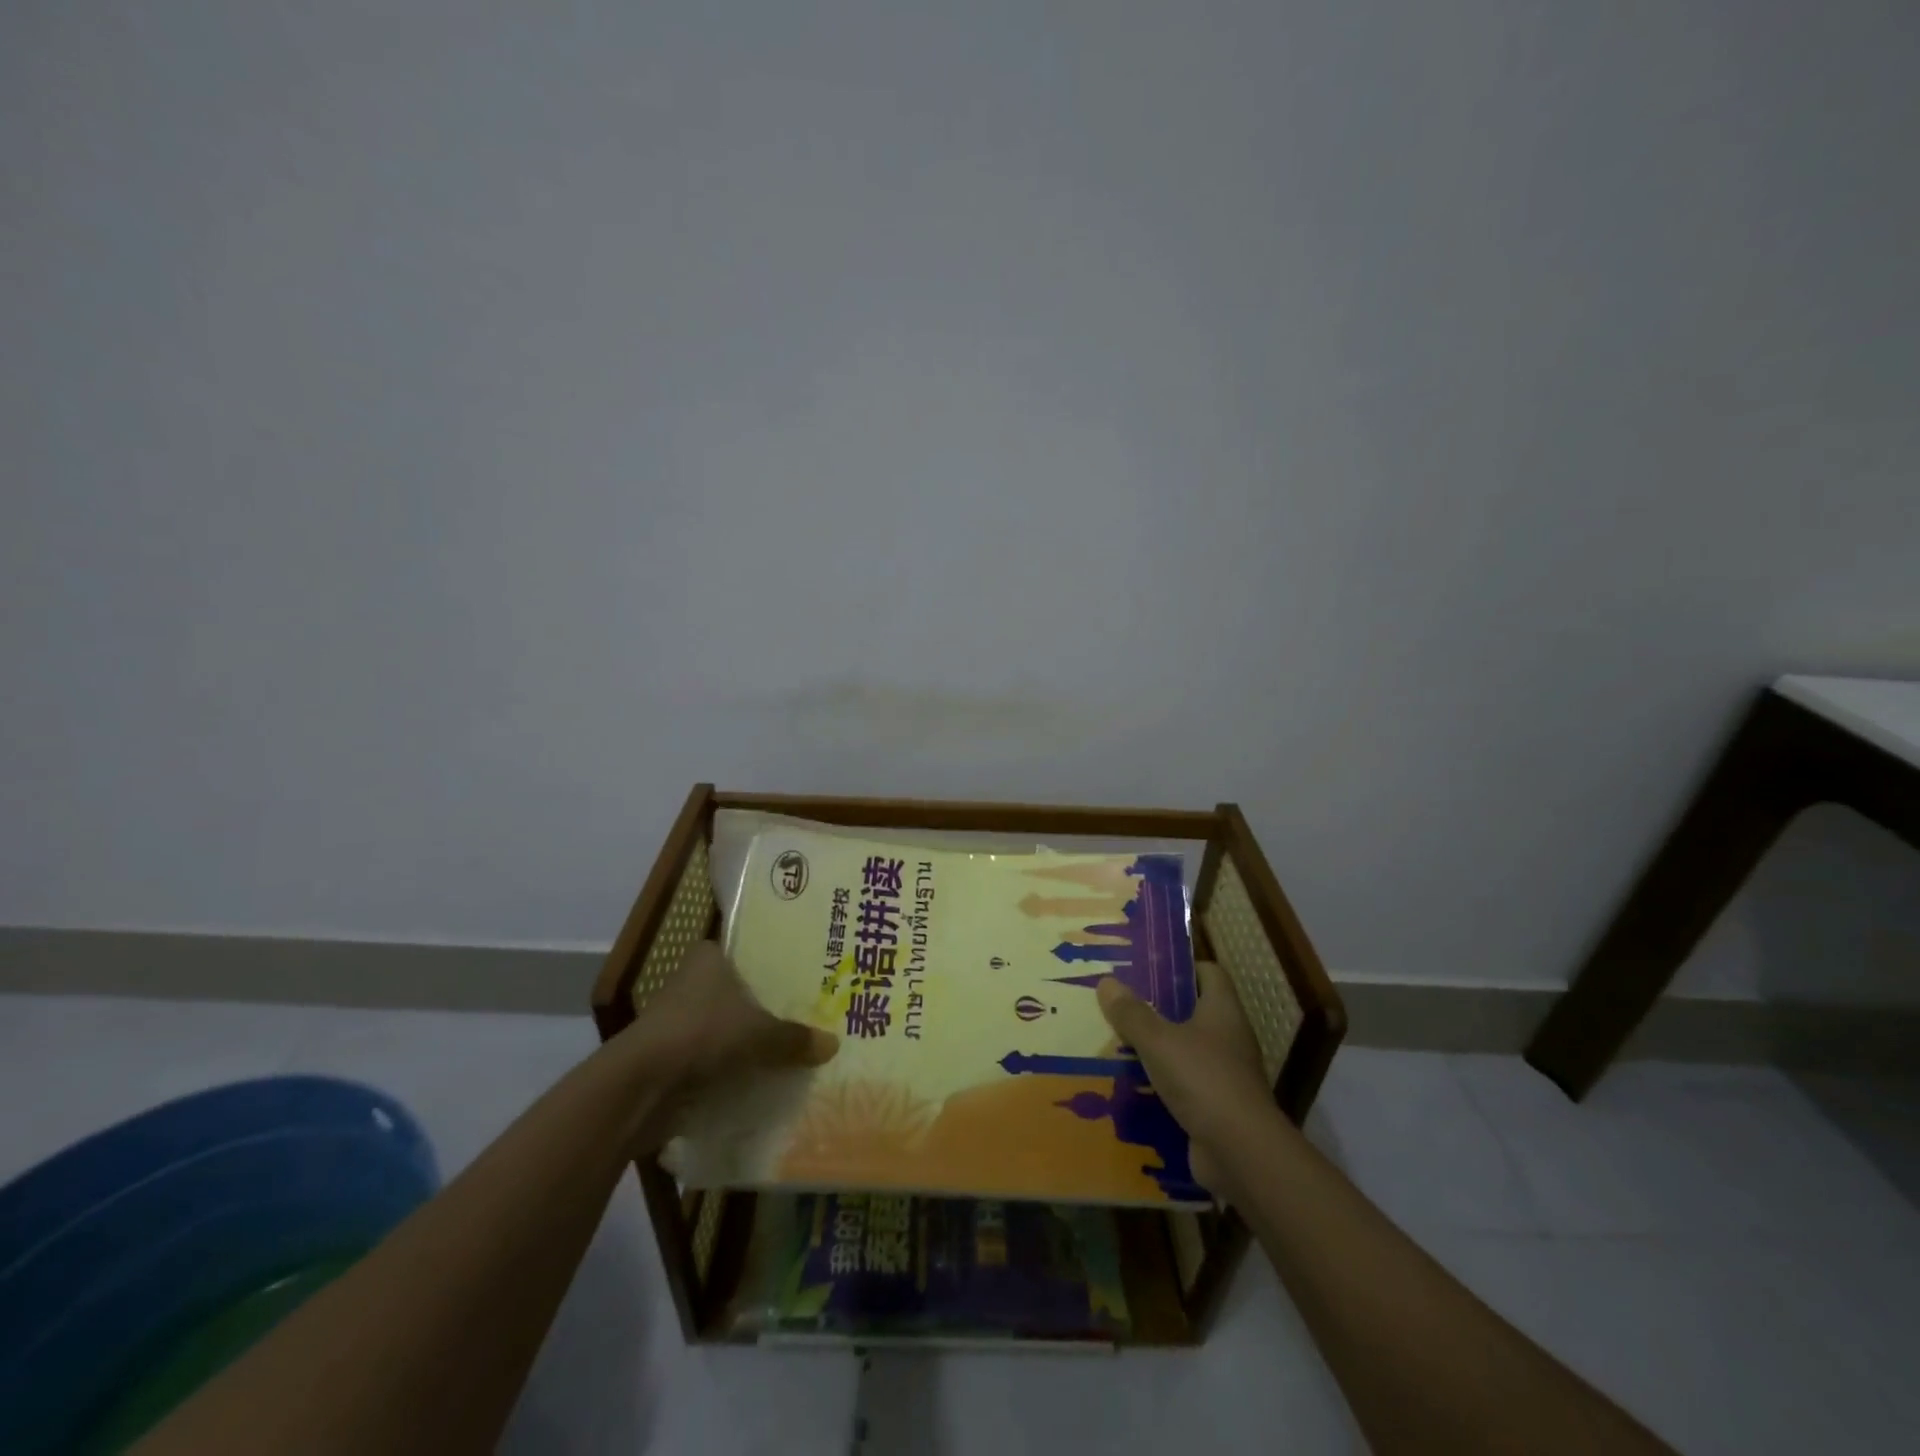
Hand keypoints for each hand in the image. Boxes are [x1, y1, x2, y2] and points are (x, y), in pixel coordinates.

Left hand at [637, 941, 838, 1090]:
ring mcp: (681, 1021)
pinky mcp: (675, 1058)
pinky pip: (717, 1059)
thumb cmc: (701, 1034)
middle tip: (813, 1014)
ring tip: (797, 1049)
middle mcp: (694, 982)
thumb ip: (795, 1038)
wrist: (640, 1087)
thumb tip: (833, 1044)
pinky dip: (736, 1069)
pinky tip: (767, 1079)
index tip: (808, 975)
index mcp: (709, 958)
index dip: (777, 963)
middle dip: (771, 1007)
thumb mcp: (759, 1033)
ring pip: (730, 1027)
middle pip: (743, 992)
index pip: (750, 951)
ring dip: (752, 1042)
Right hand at [1097, 961, 1271, 1193]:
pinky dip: (1161, 1087)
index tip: (1148, 968)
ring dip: (1156, 1051)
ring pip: (1185, 1052)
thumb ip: (1132, 1013)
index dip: (1182, 967)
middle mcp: (1229, 1038)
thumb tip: (1107, 982)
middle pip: (1193, 1012)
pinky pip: (1184, 1088)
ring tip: (1116, 1044)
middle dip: (1158, 1010)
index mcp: (1222, 1011)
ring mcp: (1226, 1075)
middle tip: (1120, 1005)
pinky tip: (1130, 1087)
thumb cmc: (1203, 1080)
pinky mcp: (1217, 1109)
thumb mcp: (1158, 1041)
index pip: (1209, 973)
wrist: (1241, 1153)